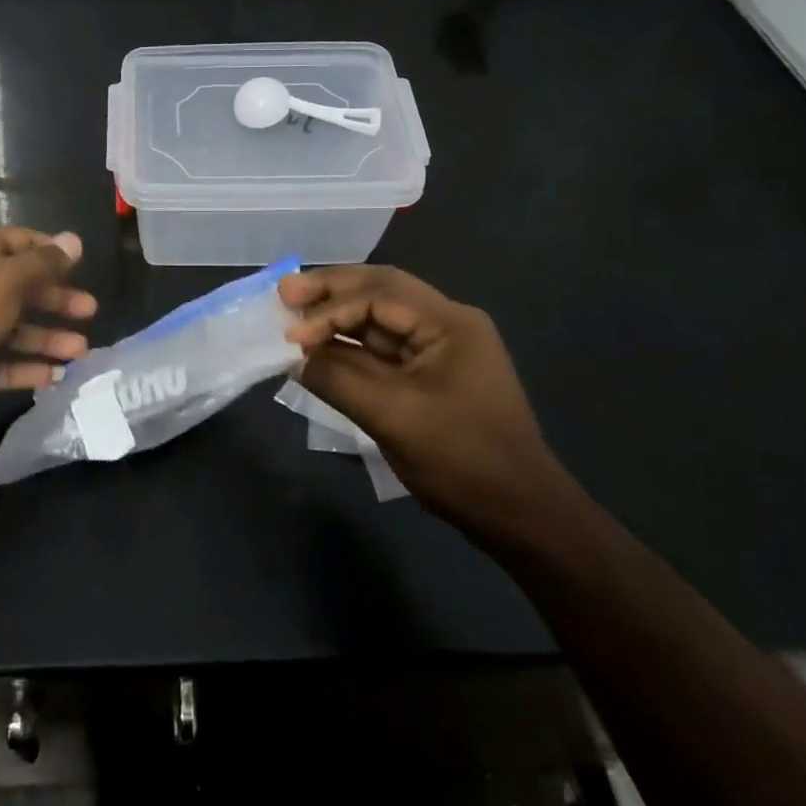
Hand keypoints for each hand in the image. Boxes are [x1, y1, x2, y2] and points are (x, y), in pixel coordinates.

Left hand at [0, 227, 96, 419]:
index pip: (21, 242)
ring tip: (81, 353)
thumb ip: (45, 264)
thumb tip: (75, 240)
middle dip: (56, 300)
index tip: (81, 268)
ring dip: (45, 338)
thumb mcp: (8, 280)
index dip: (52, 253)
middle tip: (89, 312)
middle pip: (19, 287)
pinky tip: (50, 377)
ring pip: (9, 327)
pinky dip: (20, 368)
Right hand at [279, 266, 558, 530]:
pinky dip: (351, 346)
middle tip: (285, 292)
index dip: (329, 310)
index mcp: (449, 322)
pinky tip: (321, 348)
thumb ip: (338, 379)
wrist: (519, 514)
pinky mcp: (431, 375)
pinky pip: (384, 349)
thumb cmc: (461, 459)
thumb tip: (294, 356)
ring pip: (380, 318)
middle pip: (379, 291)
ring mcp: (441, 349)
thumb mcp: (393, 417)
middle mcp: (447, 323)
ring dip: (338, 316)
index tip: (291, 334)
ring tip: (295, 313)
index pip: (377, 296)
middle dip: (331, 291)